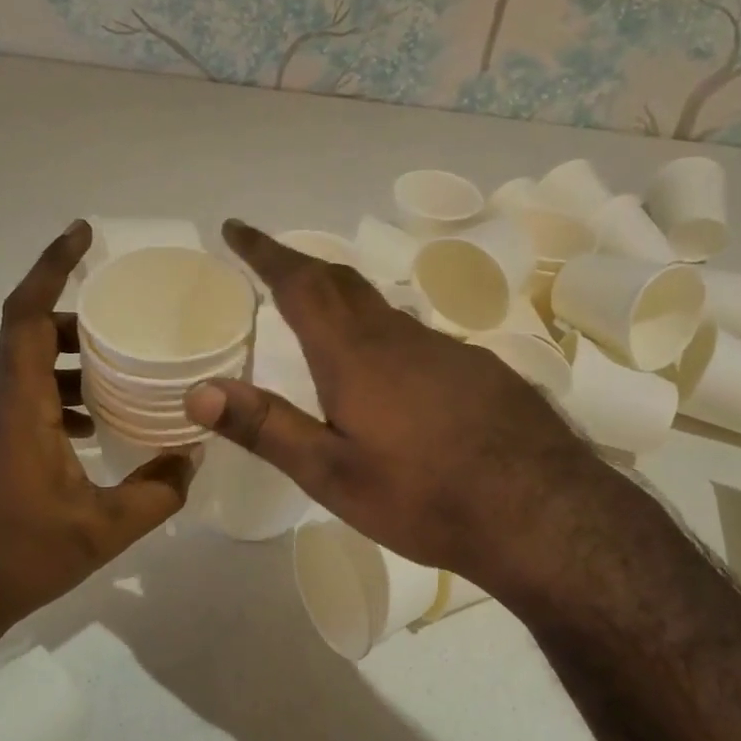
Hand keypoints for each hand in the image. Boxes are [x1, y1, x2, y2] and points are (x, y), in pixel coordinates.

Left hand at [0, 221, 194, 632]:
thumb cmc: (15, 556)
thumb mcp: (102, 529)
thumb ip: (157, 492)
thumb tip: (194, 459)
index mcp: (18, 404)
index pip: (28, 315)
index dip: (52, 268)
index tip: (81, 234)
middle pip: (32, 336)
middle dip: (79, 321)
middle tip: (127, 324)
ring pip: (28, 371)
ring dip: (72, 363)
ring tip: (121, 377)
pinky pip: (25, 402)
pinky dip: (60, 398)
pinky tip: (92, 431)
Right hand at [184, 220, 617, 592]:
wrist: (542, 513)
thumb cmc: (425, 497)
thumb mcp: (332, 475)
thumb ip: (266, 429)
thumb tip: (197, 390)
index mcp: (356, 356)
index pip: (301, 284)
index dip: (265, 252)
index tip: (237, 227)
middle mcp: (400, 338)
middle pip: (343, 284)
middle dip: (300, 266)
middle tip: (272, 263)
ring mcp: (447, 350)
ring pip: (383, 310)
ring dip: (344, 299)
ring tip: (322, 314)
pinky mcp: (480, 370)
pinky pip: (418, 338)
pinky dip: (385, 334)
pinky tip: (394, 373)